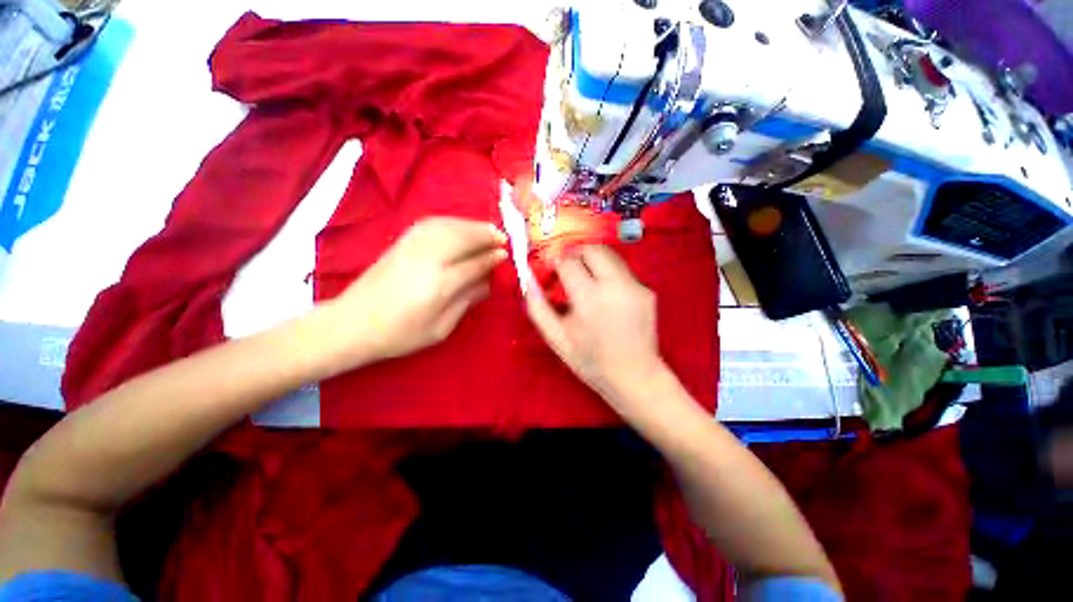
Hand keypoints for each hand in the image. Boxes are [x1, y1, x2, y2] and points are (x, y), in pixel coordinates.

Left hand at [324, 217, 506, 369]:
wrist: (351, 323)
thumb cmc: (400, 334)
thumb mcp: (440, 328)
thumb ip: (466, 301)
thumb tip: (488, 283)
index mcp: (438, 285)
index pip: (473, 264)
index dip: (491, 258)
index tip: (505, 255)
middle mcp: (426, 259)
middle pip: (462, 238)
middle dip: (485, 235)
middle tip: (502, 238)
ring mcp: (410, 247)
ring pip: (448, 226)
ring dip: (470, 225)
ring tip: (487, 231)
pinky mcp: (400, 242)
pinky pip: (431, 223)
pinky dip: (451, 221)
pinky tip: (459, 226)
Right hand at [525, 245, 665, 407]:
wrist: (635, 377)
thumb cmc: (590, 360)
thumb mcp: (556, 338)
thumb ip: (537, 307)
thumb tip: (528, 280)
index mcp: (589, 298)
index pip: (567, 262)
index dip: (555, 264)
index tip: (552, 274)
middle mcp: (615, 285)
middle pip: (592, 249)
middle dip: (575, 254)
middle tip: (567, 270)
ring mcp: (635, 286)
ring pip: (610, 255)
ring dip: (592, 261)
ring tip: (585, 282)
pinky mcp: (647, 291)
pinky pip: (622, 271)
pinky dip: (608, 275)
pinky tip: (605, 297)